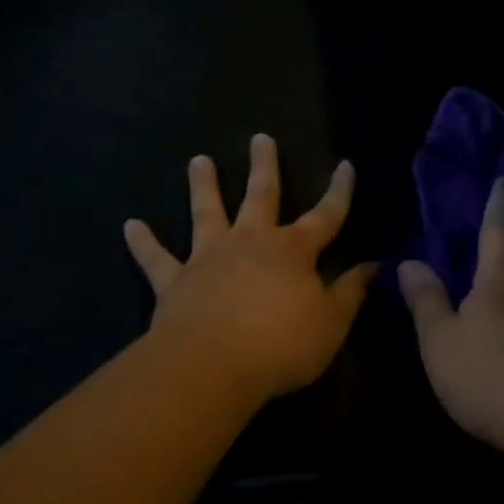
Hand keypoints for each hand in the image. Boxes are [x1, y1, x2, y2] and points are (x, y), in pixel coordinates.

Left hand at [124, 135, 377, 402]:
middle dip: (264, 166)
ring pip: (206, 213)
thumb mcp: (331, 323)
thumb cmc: (280, 345)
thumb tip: (373, 265)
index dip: (339, 191)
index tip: (345, 164)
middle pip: (261, 196)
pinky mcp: (175, 282)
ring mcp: (209, 258)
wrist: (210, 366)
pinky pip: (157, 259)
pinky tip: (130, 225)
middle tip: (260, 137)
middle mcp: (251, 242)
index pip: (326, 215)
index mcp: (293, 250)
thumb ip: (351, 292)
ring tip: (198, 160)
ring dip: (203, 186)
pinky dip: (144, 242)